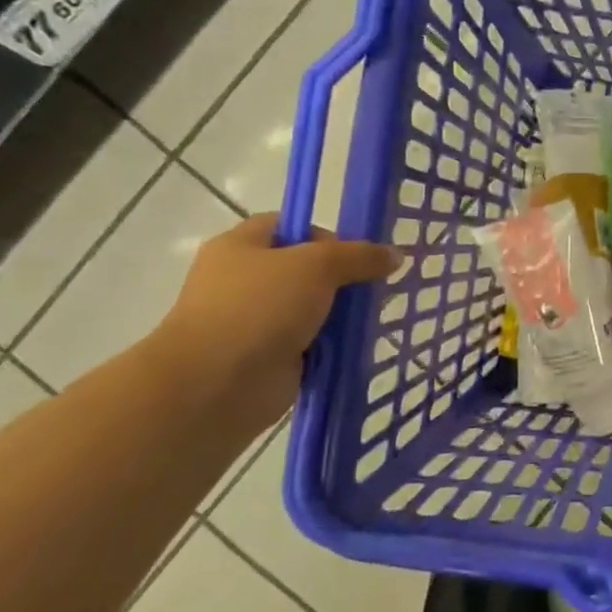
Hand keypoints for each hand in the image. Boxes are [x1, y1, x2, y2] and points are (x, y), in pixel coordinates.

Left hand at [150, 214, 399, 425]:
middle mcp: (243, 280)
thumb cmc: (259, 308)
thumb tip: (395, 255)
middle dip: (340, 280)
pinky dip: (330, 347)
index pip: (290, 227)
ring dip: (338, 316)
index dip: (327, 235)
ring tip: (371, 320)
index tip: (358, 255)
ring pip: (309, 310)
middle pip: (304, 270)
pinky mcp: (266, 358)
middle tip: (372, 289)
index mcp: (241, 246)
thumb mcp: (317, 266)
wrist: (215, 385)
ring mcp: (253, 322)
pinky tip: (355, 348)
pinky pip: (309, 345)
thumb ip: (359, 256)